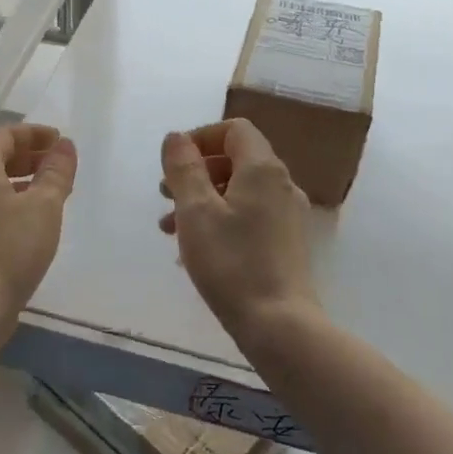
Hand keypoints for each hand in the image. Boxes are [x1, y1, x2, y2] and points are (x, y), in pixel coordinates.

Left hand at [0, 122, 77, 317]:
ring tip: (49, 191)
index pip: (3, 135)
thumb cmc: (10, 248)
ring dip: (19, 180)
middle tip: (56, 164)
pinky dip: (9, 202)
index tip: (59, 141)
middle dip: (27, 156)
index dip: (33, 133)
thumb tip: (64, 146)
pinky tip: (30, 221)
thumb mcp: (44, 206)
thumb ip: (56, 172)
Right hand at [159, 119, 318, 342]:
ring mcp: (287, 215)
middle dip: (196, 172)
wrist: (278, 323)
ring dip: (202, 199)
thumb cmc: (231, 262)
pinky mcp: (285, 242)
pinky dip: (220, 220)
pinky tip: (196, 249)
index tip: (173, 163)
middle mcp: (282, 184)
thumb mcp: (195, 211)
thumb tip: (176, 137)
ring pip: (239, 191)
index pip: (234, 130)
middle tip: (165, 195)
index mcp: (263, 169)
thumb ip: (183, 168)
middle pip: (236, 160)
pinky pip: (248, 216)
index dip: (200, 138)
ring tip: (170, 228)